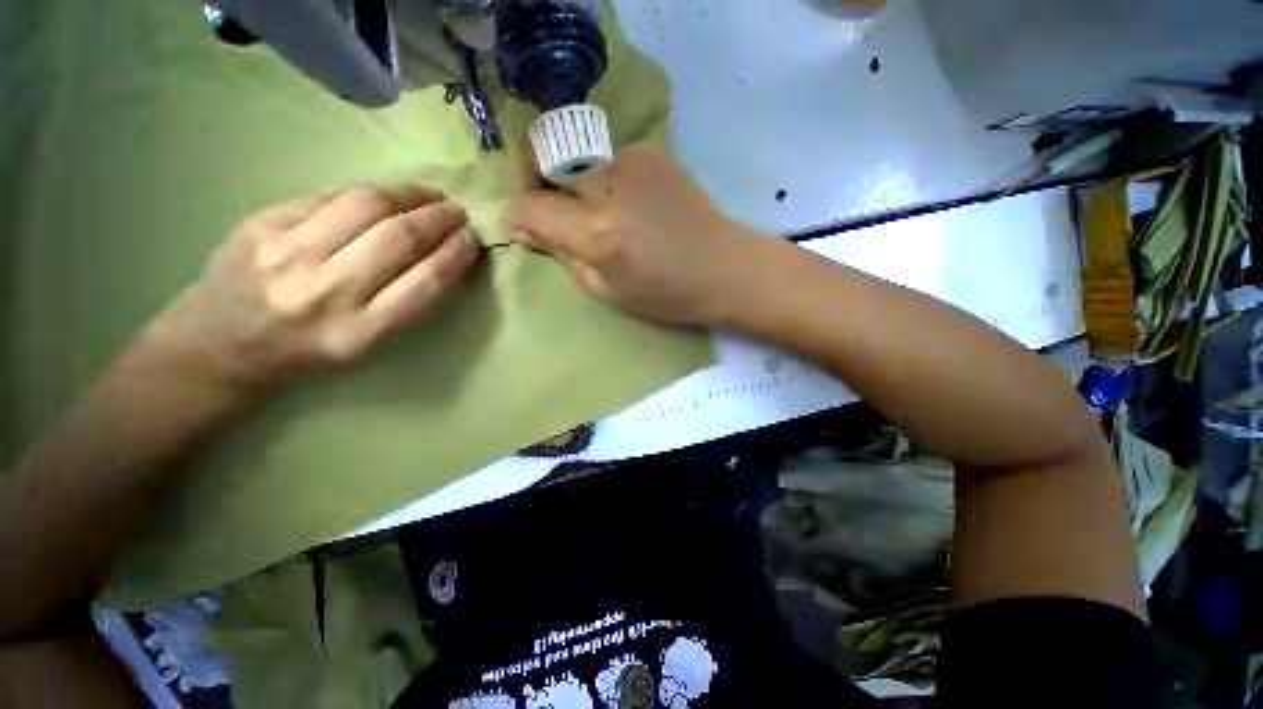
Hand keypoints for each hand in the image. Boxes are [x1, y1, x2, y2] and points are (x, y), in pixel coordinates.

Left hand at [143, 184, 480, 391]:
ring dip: (409, 194)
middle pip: (399, 238)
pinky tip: (384, 196)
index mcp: (360, 332)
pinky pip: (328, 197)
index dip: (457, 254)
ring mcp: (288, 253)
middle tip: (457, 212)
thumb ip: (404, 300)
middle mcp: (326, 292)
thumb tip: (441, 252)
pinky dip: (366, 194)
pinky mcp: (260, 224)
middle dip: (439, 219)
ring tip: (429, 195)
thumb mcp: (366, 343)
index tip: (473, 239)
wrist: (218, 346)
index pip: (426, 282)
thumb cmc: (305, 353)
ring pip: (365, 205)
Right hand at [505, 144, 765, 326]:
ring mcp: (632, 160)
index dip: (518, 214)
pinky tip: (628, 202)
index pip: (529, 204)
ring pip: (574, 152)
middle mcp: (608, 186)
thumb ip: (562, 254)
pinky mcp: (652, 152)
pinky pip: (607, 157)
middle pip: (540, 151)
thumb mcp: (605, 290)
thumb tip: (526, 228)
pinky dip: (603, 177)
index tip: (525, 227)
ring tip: (597, 209)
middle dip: (533, 178)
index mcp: (596, 232)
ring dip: (571, 179)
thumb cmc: (665, 293)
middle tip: (550, 206)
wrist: (723, 267)